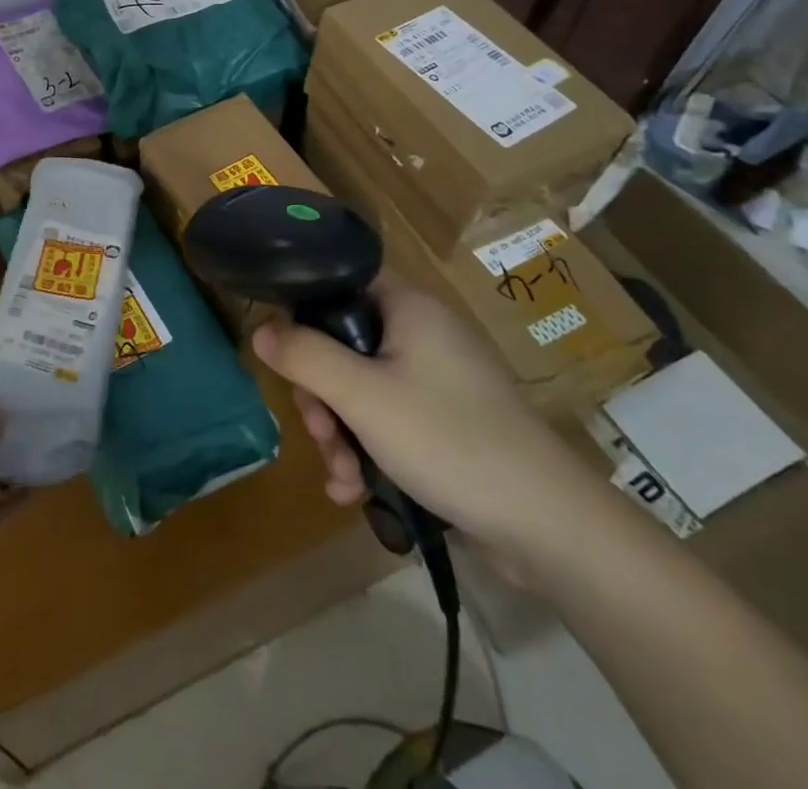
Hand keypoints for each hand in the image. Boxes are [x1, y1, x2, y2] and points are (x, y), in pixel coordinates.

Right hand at [251, 274, 603, 554]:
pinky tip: (356, 492)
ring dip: (340, 433)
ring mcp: (436, 380)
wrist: (548, 525)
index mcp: (408, 307)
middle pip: (344, 344)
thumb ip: (304, 357)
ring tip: (342, 479)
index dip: (304, 311)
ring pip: (361, 389)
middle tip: (319, 433)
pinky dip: (367, 450)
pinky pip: (388, 420)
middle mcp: (422, 334)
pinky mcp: (446, 422)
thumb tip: (259, 329)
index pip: (340, 282)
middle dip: (321, 395)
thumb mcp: (361, 396)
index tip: (287, 356)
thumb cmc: (448, 439)